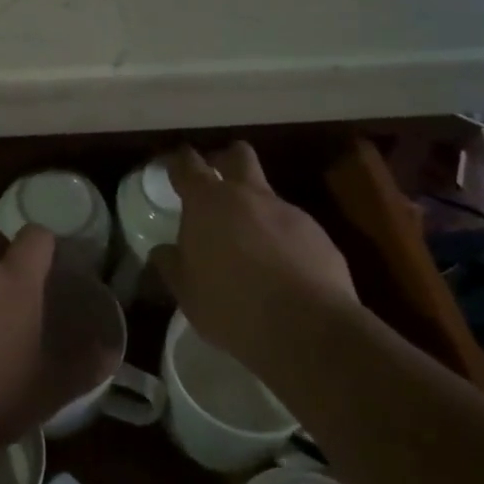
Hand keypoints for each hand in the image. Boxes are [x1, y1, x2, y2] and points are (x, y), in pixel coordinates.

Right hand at [153, 142, 357, 367]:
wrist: (307, 327)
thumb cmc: (231, 304)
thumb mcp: (187, 291)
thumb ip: (172, 265)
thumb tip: (163, 252)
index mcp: (207, 202)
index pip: (187, 164)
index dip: (178, 161)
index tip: (172, 164)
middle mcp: (248, 196)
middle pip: (237, 155)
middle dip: (224, 160)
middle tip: (215, 182)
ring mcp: (288, 212)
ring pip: (267, 196)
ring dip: (255, 211)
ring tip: (249, 246)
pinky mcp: (319, 236)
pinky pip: (293, 229)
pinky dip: (282, 241)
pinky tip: (281, 271)